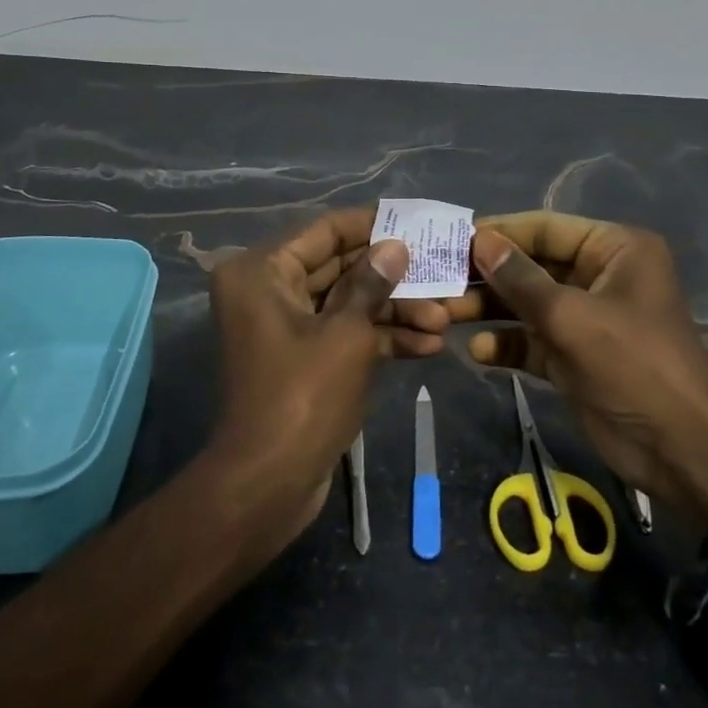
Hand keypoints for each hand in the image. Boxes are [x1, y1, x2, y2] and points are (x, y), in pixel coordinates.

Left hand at [205, 208, 412, 551]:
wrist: (269, 486)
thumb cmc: (304, 395)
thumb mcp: (346, 333)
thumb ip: (373, 282)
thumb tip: (395, 245)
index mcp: (263, 270)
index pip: (326, 230)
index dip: (373, 224)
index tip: (416, 222)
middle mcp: (269, 290)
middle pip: (341, 267)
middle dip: (393, 277)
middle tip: (441, 273)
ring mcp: (288, 326)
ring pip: (349, 303)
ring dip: (395, 311)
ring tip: (444, 320)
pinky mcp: (304, 358)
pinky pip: (345, 333)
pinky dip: (380, 338)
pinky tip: (426, 345)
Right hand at [442, 212, 707, 526]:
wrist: (683, 451)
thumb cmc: (634, 366)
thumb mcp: (573, 318)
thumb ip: (521, 279)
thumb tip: (478, 240)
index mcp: (613, 250)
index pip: (545, 228)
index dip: (499, 233)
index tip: (450, 240)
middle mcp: (599, 275)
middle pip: (532, 266)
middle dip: (488, 276)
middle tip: (439, 282)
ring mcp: (586, 318)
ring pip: (527, 303)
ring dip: (490, 309)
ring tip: (445, 315)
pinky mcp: (574, 355)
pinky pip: (533, 339)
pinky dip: (507, 343)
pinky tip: (479, 351)